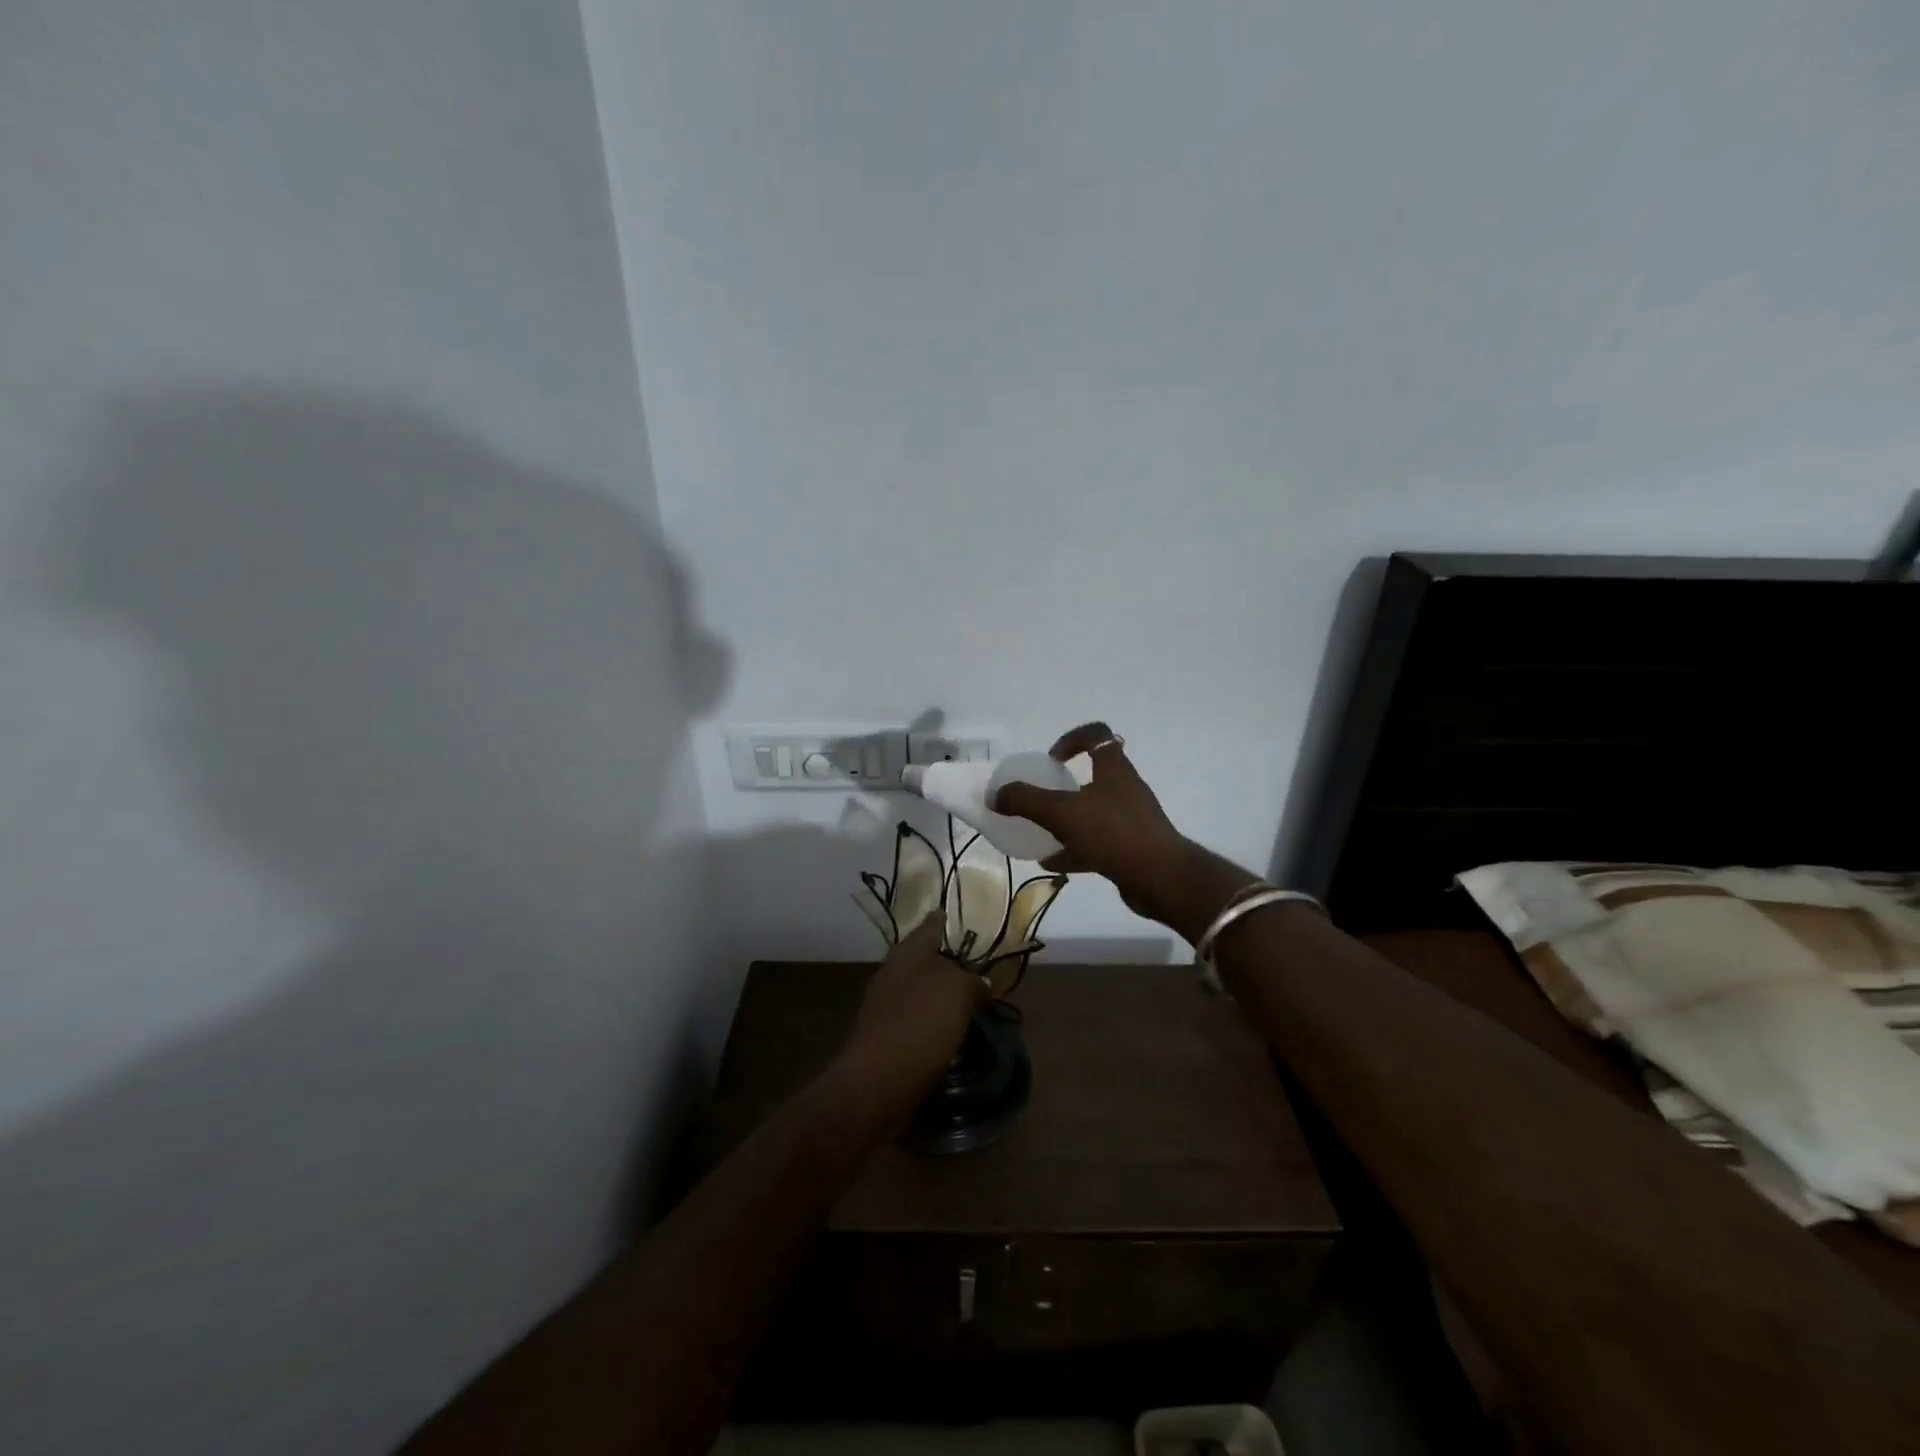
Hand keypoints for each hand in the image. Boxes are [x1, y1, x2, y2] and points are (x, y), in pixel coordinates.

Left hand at [831, 916, 984, 1111]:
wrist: (879, 1083)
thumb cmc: (920, 1023)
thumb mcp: (958, 991)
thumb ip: (973, 981)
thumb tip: (979, 985)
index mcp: (908, 952)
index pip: (932, 925)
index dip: (949, 921)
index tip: (969, 920)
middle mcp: (895, 973)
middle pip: (929, 960)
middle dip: (953, 963)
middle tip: (983, 969)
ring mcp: (889, 1005)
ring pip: (926, 991)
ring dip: (947, 996)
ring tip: (977, 1004)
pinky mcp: (890, 1037)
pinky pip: (922, 1021)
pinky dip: (939, 1023)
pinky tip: (957, 1033)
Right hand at [991, 722, 1209, 923]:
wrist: (1161, 879)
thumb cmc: (1113, 833)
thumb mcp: (1062, 813)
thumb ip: (1026, 801)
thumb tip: (996, 795)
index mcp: (1114, 770)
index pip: (1097, 735)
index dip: (1072, 739)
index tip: (1051, 759)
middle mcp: (1125, 789)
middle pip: (1094, 775)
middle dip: (1065, 785)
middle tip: (1042, 797)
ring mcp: (1131, 820)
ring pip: (1094, 812)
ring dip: (1068, 820)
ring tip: (1040, 832)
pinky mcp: (1131, 848)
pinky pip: (1097, 842)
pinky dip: (1074, 849)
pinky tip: (1052, 863)